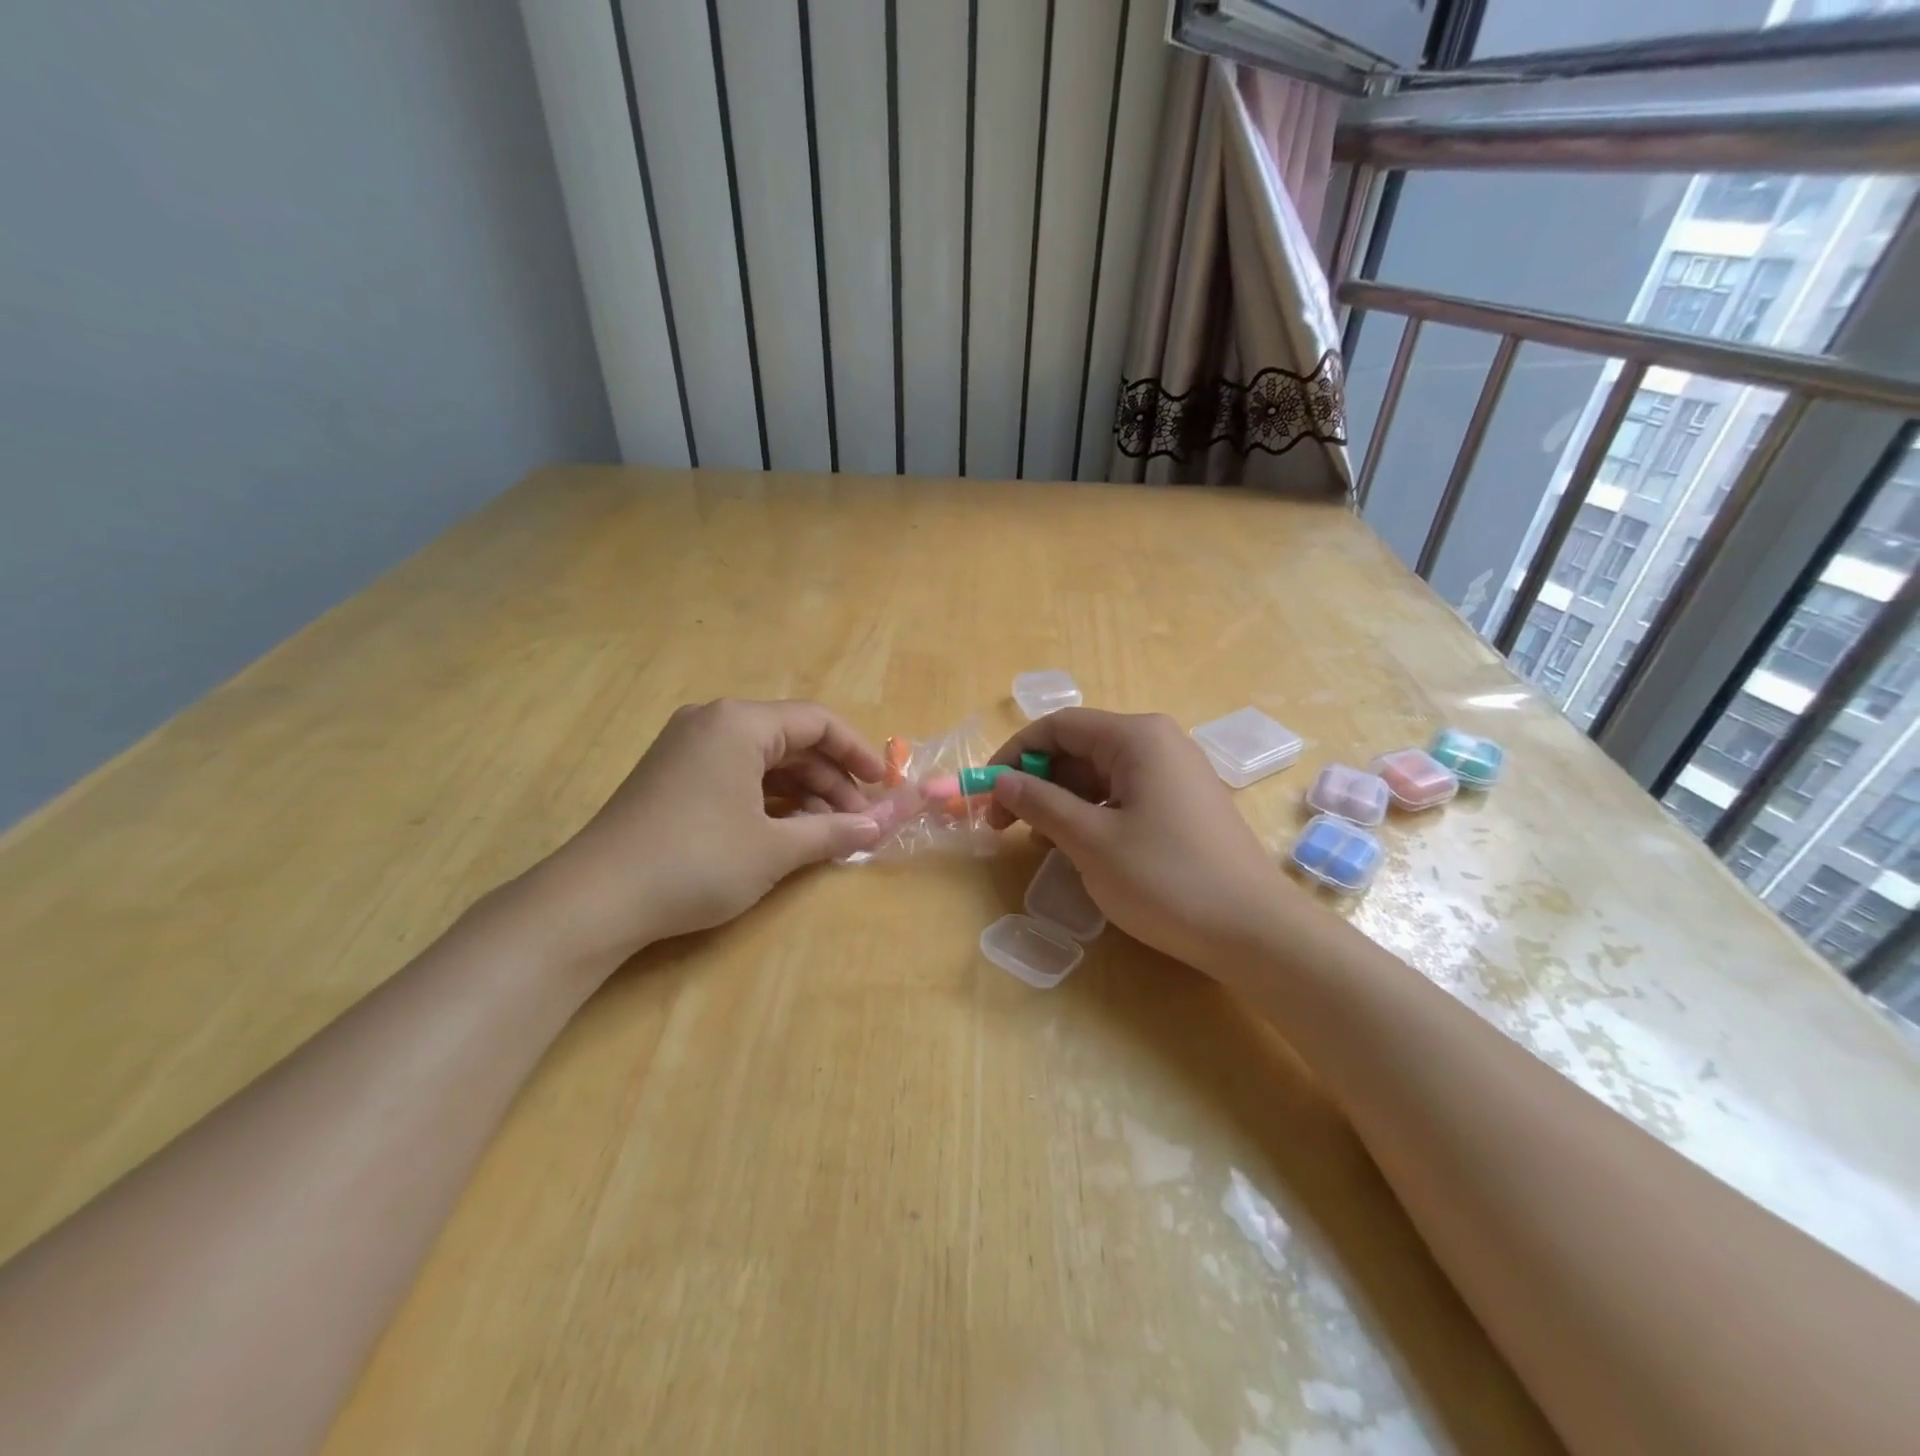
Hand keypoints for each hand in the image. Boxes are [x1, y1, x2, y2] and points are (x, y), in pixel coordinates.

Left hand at [525, 698, 886, 966]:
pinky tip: (789, 831)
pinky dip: (770, 799)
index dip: (858, 753)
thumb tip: (880, 827)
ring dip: (803, 793)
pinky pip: (737, 775)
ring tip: (828, 833)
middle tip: (859, 821)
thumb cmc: (696, 862)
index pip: (817, 722)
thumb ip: (833, 832)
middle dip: (831, 780)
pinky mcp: (674, 776)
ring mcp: (688, 748)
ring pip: (765, 761)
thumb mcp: (774, 849)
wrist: (595, 899)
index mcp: (739, 723)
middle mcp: (713, 723)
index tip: (884, 787)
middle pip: (792, 741)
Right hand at [985, 709, 1298, 976]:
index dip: (1015, 754)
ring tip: (1036, 842)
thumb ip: (1040, 803)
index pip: (1058, 726)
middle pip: (1079, 748)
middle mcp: (1158, 743)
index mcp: (1136, 737)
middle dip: (1036, 781)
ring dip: (1060, 801)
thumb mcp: (1091, 841)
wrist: (1254, 931)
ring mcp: (1175, 773)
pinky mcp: (1184, 804)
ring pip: (1099, 774)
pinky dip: (1092, 814)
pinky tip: (1077, 846)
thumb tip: (1001, 781)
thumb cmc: (1166, 878)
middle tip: (1002, 825)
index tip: (987, 793)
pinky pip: (1124, 795)